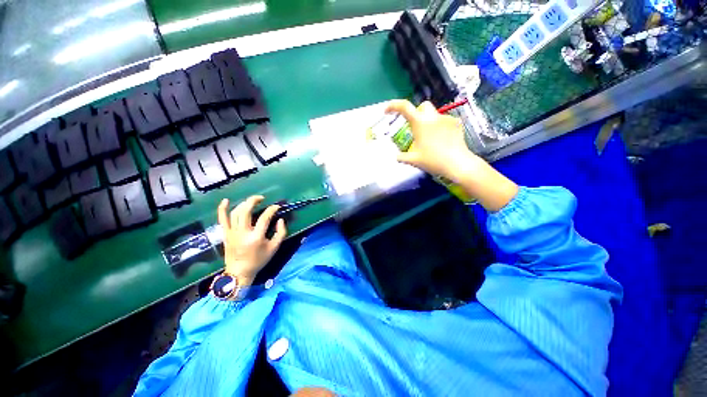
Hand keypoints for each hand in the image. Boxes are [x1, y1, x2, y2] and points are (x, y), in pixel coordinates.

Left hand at [217, 195, 286, 285]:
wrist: (239, 272)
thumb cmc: (259, 260)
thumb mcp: (274, 248)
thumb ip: (281, 233)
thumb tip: (280, 220)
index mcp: (256, 237)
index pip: (264, 218)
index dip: (272, 209)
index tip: (277, 206)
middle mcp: (242, 233)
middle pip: (246, 211)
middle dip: (254, 201)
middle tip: (262, 198)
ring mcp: (232, 233)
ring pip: (235, 213)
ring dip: (244, 203)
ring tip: (251, 201)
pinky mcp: (225, 234)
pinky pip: (222, 219)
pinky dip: (222, 209)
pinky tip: (225, 200)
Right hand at [386, 99, 518, 211]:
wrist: (457, 163)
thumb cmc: (432, 161)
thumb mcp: (413, 160)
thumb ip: (402, 157)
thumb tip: (396, 156)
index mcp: (420, 123)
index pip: (404, 107)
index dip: (394, 105)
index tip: (387, 111)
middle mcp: (432, 117)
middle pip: (422, 106)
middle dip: (417, 113)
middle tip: (415, 128)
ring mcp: (446, 118)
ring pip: (434, 115)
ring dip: (429, 123)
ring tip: (431, 140)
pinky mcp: (457, 123)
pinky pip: (445, 122)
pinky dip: (440, 128)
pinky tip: (442, 141)